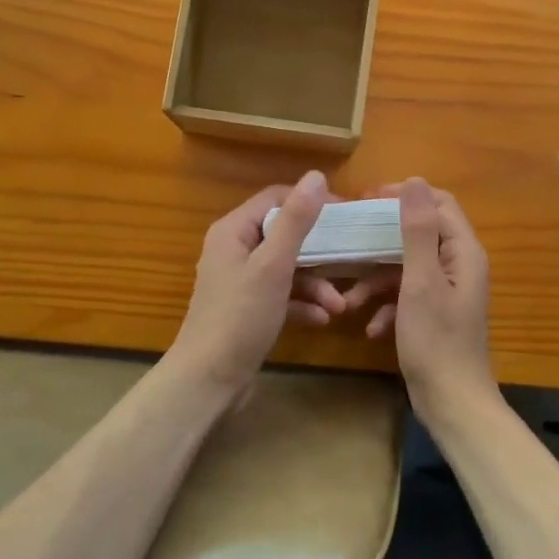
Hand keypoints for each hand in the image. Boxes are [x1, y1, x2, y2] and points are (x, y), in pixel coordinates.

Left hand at [172, 171, 347, 389]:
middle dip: (319, 251)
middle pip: (284, 234)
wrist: (208, 382)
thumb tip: (317, 176)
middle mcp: (234, 250)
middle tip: (351, 258)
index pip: (276, 198)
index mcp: (234, 231)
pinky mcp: (248, 309)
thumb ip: (296, 220)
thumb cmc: (240, 317)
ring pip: (287, 268)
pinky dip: (302, 303)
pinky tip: (322, 319)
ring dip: (315, 283)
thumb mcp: (273, 265)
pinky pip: (282, 295)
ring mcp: (241, 281)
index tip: (345, 215)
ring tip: (340, 305)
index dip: (310, 202)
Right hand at [366, 178, 495, 421]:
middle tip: (351, 239)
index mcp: (463, 252)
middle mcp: (459, 266)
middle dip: (383, 239)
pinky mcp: (434, 314)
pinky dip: (387, 306)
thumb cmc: (436, 340)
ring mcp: (447, 291)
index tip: (368, 200)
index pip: (439, 203)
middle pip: (420, 234)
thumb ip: (417, 230)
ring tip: (350, 299)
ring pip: (407, 268)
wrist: (452, 404)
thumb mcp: (420, 281)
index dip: (405, 196)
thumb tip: (414, 181)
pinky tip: (371, 328)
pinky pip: (407, 296)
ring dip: (378, 280)